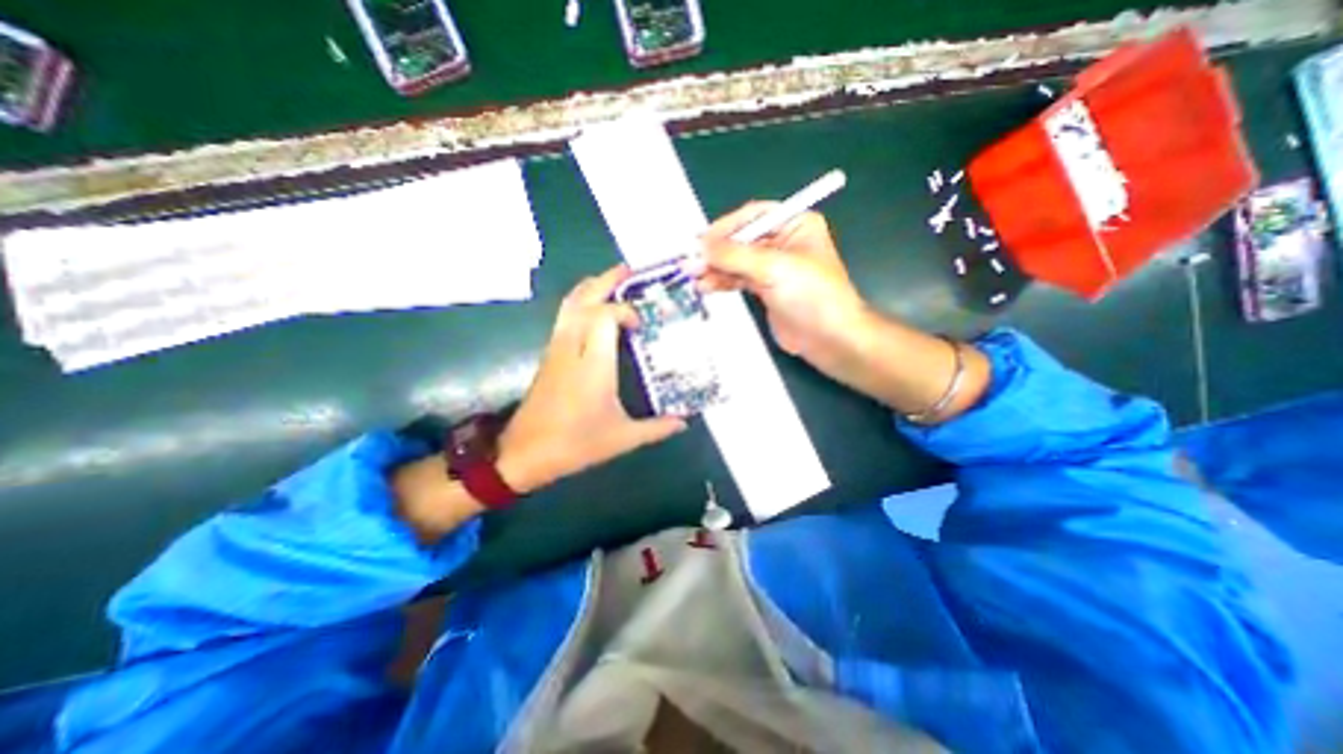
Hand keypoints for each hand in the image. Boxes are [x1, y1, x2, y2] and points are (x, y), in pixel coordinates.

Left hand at [493, 266, 686, 494]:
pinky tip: (595, 310)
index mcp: (593, 364)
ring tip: (613, 281)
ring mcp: (557, 348)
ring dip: (592, 287)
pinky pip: (565, 316)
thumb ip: (656, 428)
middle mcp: (572, 347)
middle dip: (607, 280)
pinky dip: (581, 303)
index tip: (642, 323)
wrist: (524, 453)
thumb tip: (683, 422)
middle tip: (630, 271)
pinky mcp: (550, 354)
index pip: (605, 316)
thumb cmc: (576, 443)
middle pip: (585, 299)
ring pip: (570, 304)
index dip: (625, 310)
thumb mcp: (622, 438)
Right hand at [698, 203, 864, 369]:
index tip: (701, 241)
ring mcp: (773, 267)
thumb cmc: (812, 296)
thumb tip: (700, 247)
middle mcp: (783, 242)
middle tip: (691, 263)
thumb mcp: (773, 268)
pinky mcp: (765, 289)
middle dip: (717, 252)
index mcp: (795, 224)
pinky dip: (722, 282)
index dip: (726, 227)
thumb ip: (735, 256)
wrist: (829, 339)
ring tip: (694, 277)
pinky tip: (706, 286)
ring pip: (737, 261)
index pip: (753, 216)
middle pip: (742, 240)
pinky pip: (738, 279)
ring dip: (715, 269)